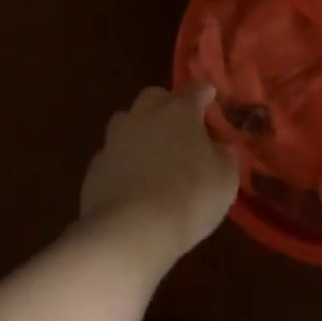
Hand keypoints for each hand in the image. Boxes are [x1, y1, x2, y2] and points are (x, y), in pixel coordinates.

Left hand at [80, 84, 237, 265]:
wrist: (130, 230)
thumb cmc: (189, 198)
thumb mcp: (225, 180)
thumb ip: (225, 157)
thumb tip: (221, 147)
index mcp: (179, 111)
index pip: (194, 89)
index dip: (204, 93)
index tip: (210, 97)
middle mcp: (144, 115)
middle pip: (154, 96)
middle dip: (167, 104)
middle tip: (180, 125)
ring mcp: (115, 139)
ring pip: (127, 120)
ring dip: (140, 129)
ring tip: (152, 151)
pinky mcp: (96, 166)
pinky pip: (113, 153)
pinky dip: (124, 160)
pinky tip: (132, 180)